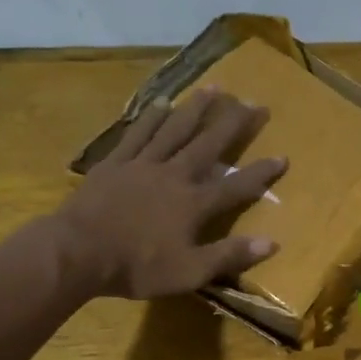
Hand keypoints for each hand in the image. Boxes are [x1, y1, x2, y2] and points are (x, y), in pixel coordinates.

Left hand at [56, 88, 287, 298]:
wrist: (78, 252)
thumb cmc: (137, 267)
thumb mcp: (190, 272)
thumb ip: (229, 255)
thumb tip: (272, 242)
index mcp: (194, 204)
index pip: (236, 186)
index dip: (261, 173)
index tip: (283, 156)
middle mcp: (174, 175)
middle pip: (209, 144)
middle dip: (234, 124)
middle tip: (254, 103)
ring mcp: (143, 164)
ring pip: (175, 129)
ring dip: (197, 108)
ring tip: (215, 88)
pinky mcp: (115, 162)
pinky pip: (138, 134)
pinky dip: (152, 118)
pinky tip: (162, 103)